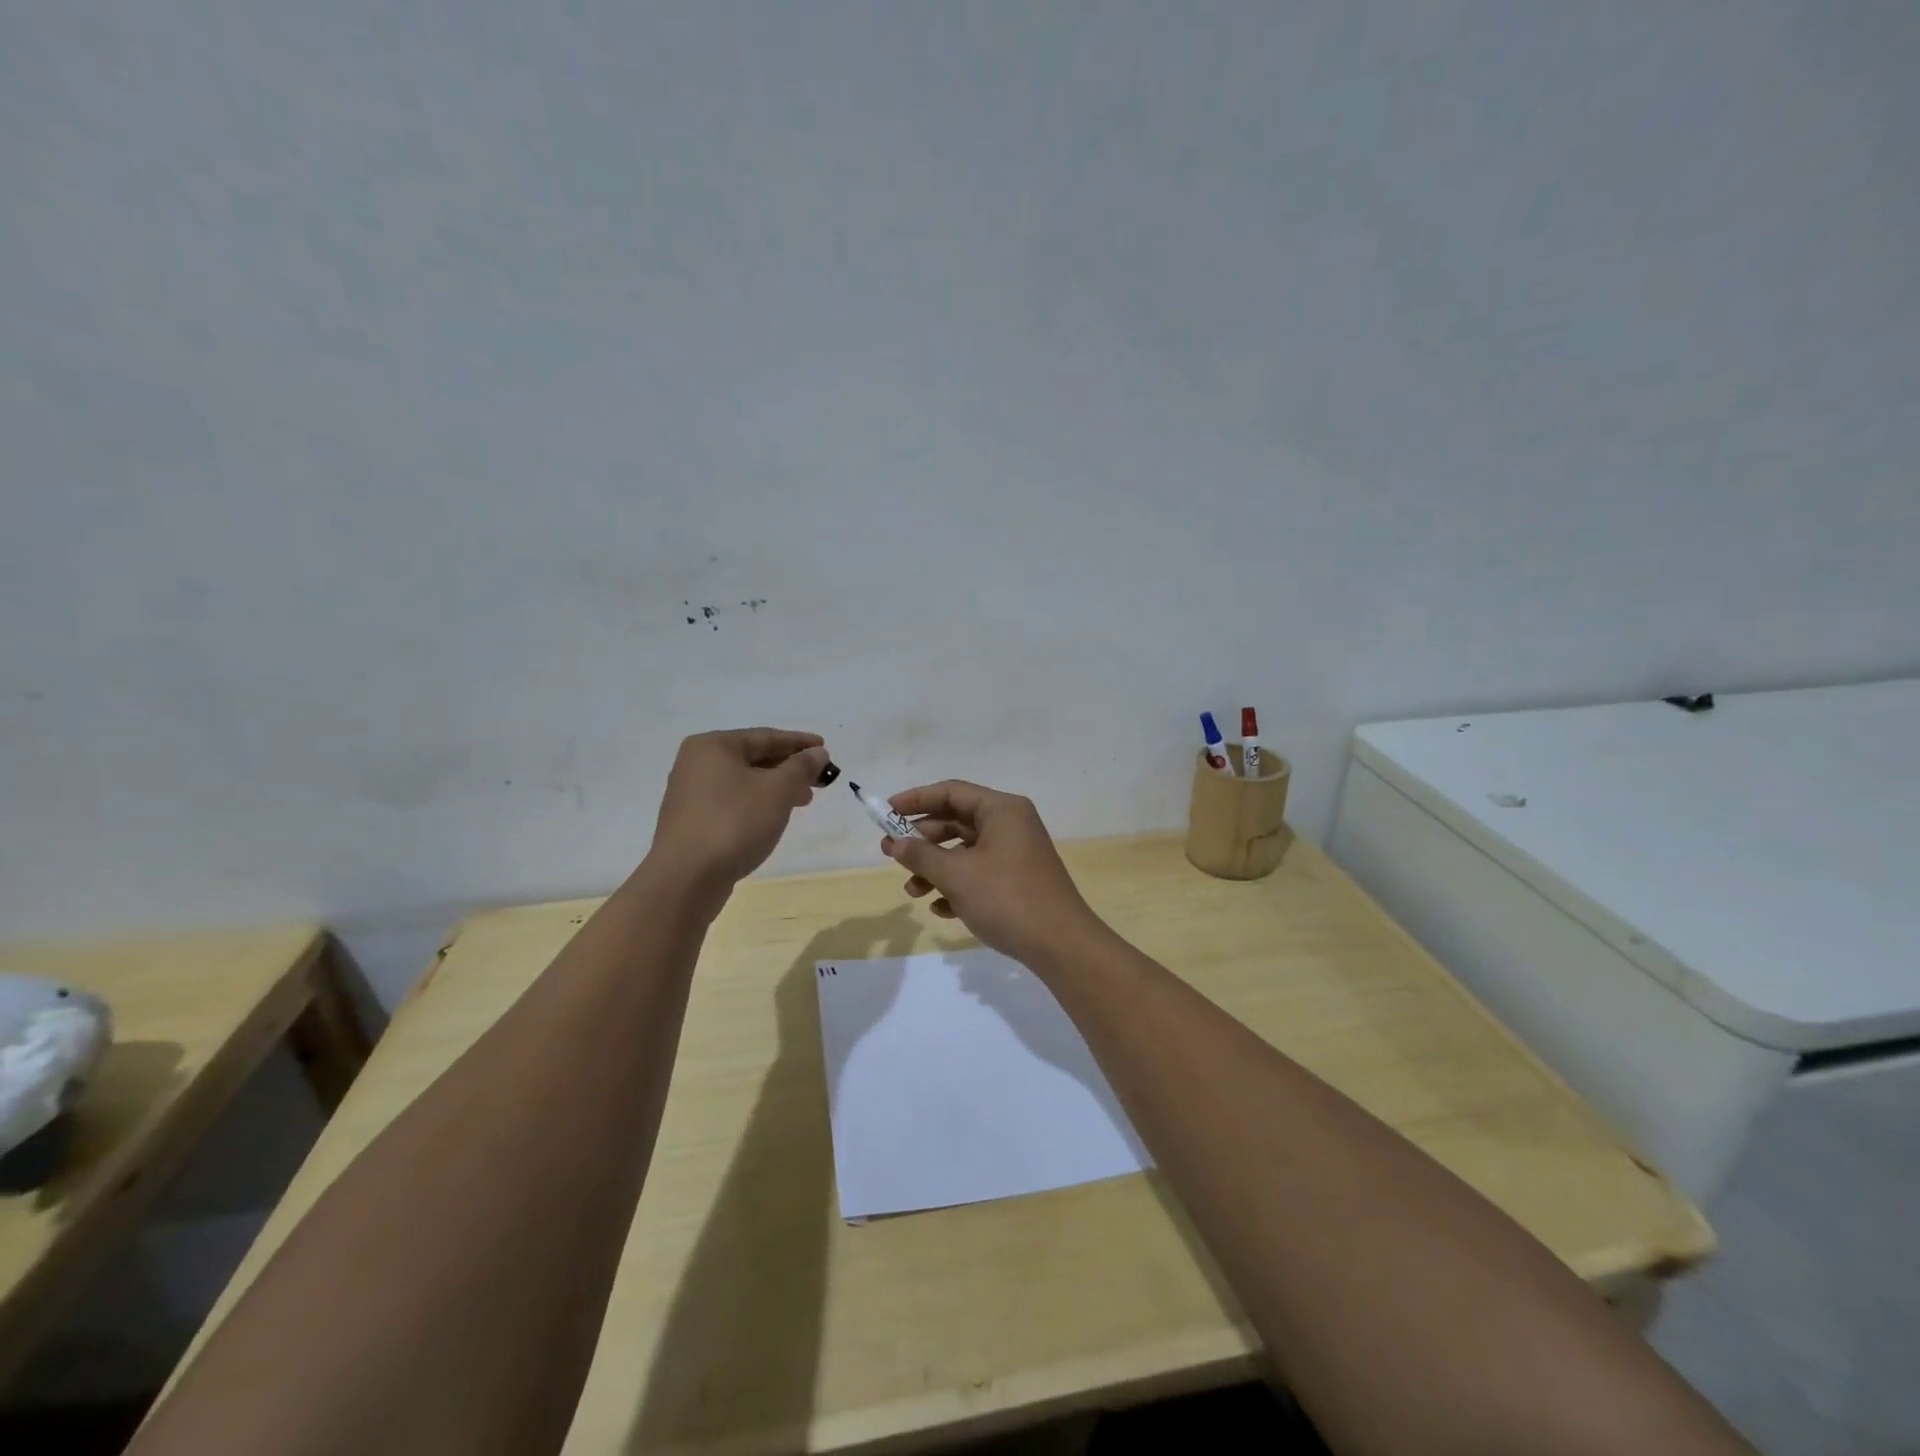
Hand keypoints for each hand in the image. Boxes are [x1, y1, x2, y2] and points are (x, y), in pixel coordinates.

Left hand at [650, 728, 829, 888]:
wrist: (686, 879)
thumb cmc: (734, 823)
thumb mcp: (778, 790)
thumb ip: (801, 767)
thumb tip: (818, 753)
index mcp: (713, 746)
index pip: (765, 736)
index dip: (799, 742)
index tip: (825, 748)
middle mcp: (696, 764)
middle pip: (753, 758)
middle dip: (789, 767)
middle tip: (819, 778)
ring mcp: (691, 794)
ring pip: (744, 782)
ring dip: (776, 787)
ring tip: (803, 800)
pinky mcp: (692, 821)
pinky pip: (733, 802)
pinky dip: (757, 803)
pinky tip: (773, 817)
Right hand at [881, 780, 1107, 969]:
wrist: (1060, 945)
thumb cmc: (1006, 898)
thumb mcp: (957, 875)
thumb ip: (921, 855)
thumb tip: (895, 843)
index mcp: (1002, 810)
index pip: (951, 792)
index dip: (916, 799)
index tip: (886, 812)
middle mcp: (1011, 825)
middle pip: (957, 821)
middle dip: (923, 840)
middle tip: (891, 854)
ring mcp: (1016, 854)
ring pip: (965, 851)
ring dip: (936, 868)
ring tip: (912, 891)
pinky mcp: (1018, 881)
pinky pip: (979, 874)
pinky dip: (957, 886)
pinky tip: (940, 909)